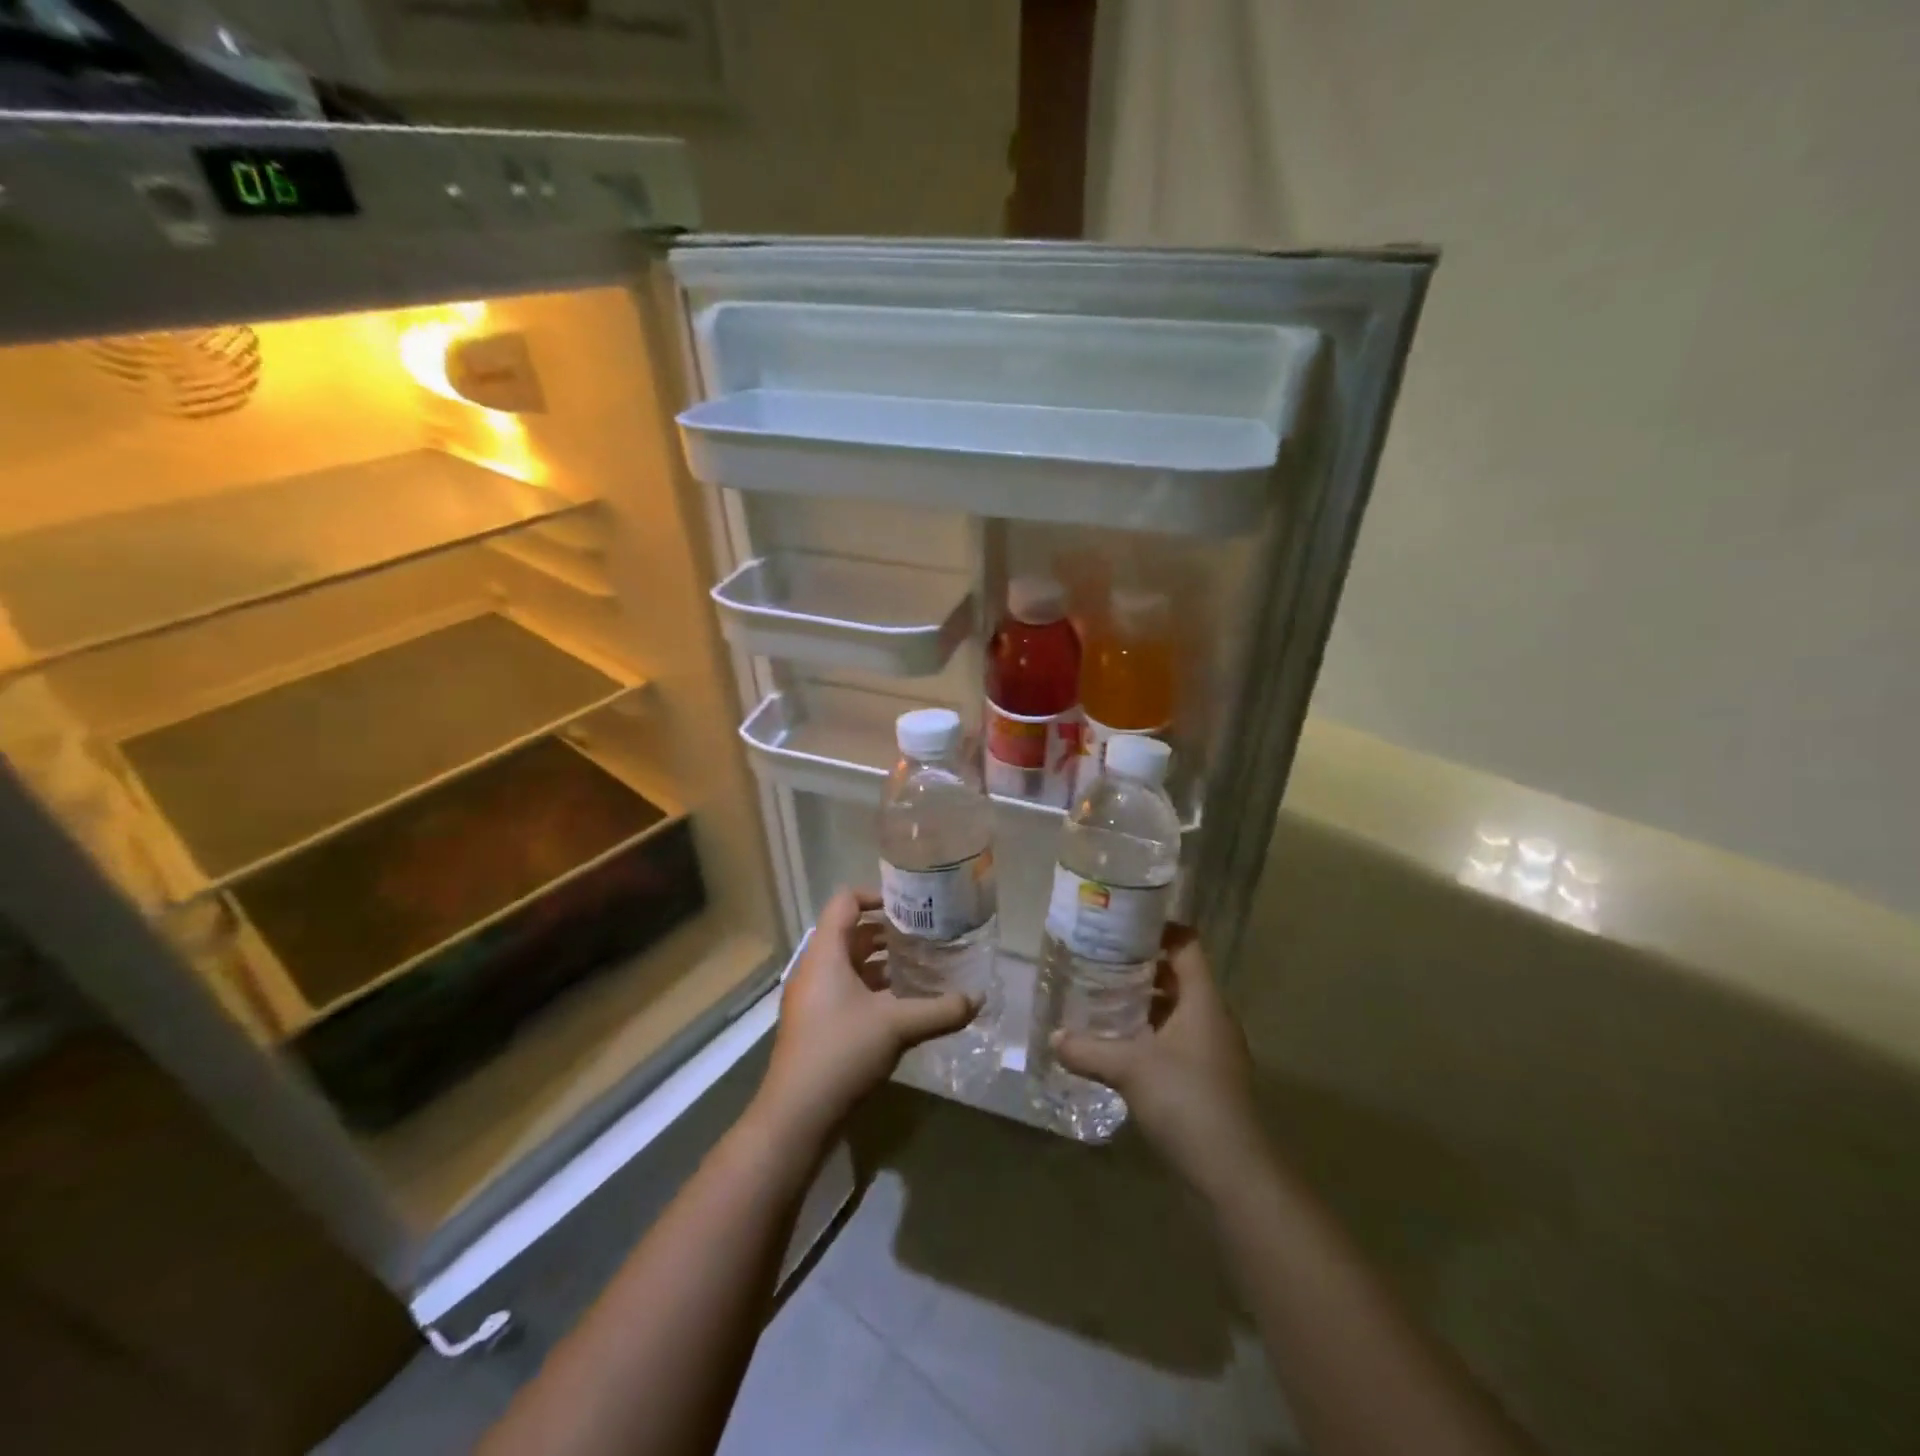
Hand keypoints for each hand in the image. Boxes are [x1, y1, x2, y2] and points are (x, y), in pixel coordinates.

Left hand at [755, 888, 977, 1144]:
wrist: (796, 1115)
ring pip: (849, 965)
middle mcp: (814, 968)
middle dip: (887, 932)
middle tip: (925, 936)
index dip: (876, 895)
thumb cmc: (841, 1052)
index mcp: (825, 953)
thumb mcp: (897, 1026)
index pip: (846, 902)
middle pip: (849, 933)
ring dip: (881, 963)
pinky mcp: (815, 1024)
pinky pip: (845, 991)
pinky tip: (902, 1005)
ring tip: (920, 967)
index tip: (910, 906)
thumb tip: (978, 999)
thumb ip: (939, 1009)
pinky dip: (872, 989)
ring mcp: (811, 998)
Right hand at [1052, 929, 1267, 1200]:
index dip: (1158, 928)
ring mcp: (1212, 1050)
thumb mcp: (1129, 1068)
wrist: (1232, 1173)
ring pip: (1175, 1010)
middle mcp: (1212, 1017)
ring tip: (1101, 998)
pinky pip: (1175, 1040)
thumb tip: (1053, 1037)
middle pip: (1178, 975)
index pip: (1186, 944)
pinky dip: (1149, 1034)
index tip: (1120, 924)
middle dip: (1140, 966)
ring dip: (1143, 1003)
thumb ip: (1088, 1049)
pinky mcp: (1207, 1078)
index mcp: (1204, 1000)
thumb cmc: (1185, 1100)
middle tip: (1099, 959)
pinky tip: (1118, 1045)